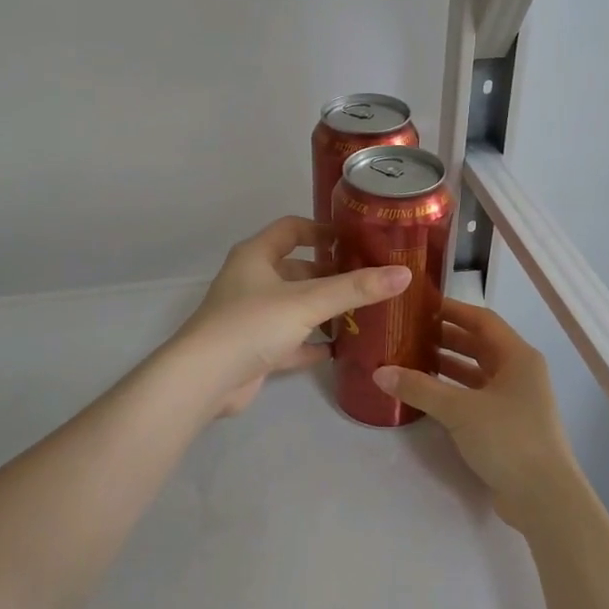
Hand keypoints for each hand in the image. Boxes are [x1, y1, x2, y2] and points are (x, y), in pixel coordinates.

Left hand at [173, 216, 411, 416]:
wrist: (204, 380)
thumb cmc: (252, 325)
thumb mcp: (307, 302)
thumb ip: (355, 289)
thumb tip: (404, 274)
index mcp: (256, 256)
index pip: (291, 229)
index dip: (322, 229)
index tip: (355, 239)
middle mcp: (251, 281)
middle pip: (297, 270)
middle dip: (331, 275)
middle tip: (369, 281)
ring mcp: (251, 317)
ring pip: (294, 307)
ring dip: (323, 310)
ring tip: (364, 314)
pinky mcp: (254, 350)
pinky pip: (290, 341)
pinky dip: (311, 343)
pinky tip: (339, 349)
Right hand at [373, 300, 584, 530]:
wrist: (544, 497)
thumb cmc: (508, 438)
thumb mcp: (460, 409)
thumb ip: (419, 388)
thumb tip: (379, 372)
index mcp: (518, 356)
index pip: (482, 320)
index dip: (452, 309)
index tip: (420, 305)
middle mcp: (520, 372)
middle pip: (479, 345)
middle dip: (444, 338)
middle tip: (408, 333)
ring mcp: (515, 400)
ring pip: (476, 372)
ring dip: (447, 365)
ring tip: (410, 360)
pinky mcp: (507, 425)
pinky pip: (475, 397)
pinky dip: (453, 391)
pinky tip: (427, 395)